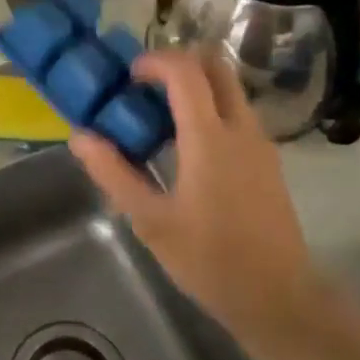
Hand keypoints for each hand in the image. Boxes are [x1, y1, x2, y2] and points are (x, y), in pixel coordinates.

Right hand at [69, 50, 338, 339]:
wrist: (279, 297)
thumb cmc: (210, 260)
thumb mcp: (151, 221)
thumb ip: (114, 174)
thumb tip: (80, 137)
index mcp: (210, 138)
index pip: (186, 72)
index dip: (155, 61)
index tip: (129, 77)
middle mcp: (241, 128)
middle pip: (217, 66)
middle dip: (180, 62)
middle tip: (147, 85)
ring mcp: (261, 142)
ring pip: (230, 88)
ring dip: (196, 85)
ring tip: (160, 116)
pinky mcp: (268, 160)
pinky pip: (238, 113)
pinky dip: (211, 108)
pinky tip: (187, 146)